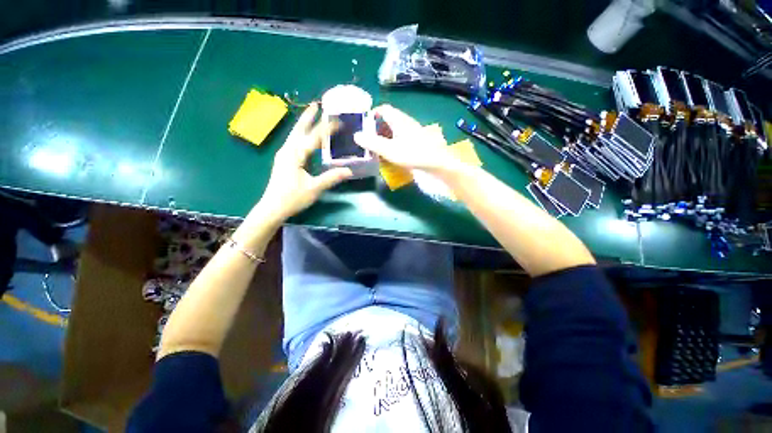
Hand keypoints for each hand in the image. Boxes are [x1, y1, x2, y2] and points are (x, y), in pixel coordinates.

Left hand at [256, 103, 352, 222]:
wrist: (272, 208)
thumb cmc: (293, 198)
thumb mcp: (314, 188)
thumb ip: (332, 178)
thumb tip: (349, 171)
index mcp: (295, 154)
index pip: (313, 137)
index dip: (326, 128)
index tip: (338, 119)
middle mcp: (288, 150)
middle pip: (299, 129)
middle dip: (308, 117)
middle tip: (317, 105)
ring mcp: (284, 155)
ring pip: (295, 135)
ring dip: (304, 124)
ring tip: (312, 115)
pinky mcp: (284, 161)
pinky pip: (294, 142)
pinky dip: (301, 135)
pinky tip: (306, 137)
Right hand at [354, 105, 460, 173]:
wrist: (437, 162)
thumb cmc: (413, 154)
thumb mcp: (389, 150)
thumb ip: (372, 143)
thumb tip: (356, 135)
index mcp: (398, 120)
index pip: (383, 109)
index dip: (372, 114)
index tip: (364, 125)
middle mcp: (406, 122)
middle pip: (388, 119)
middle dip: (377, 127)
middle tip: (368, 139)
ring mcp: (413, 131)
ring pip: (395, 129)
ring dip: (385, 136)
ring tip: (377, 147)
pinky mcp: (417, 140)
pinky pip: (401, 137)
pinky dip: (393, 142)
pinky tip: (391, 152)